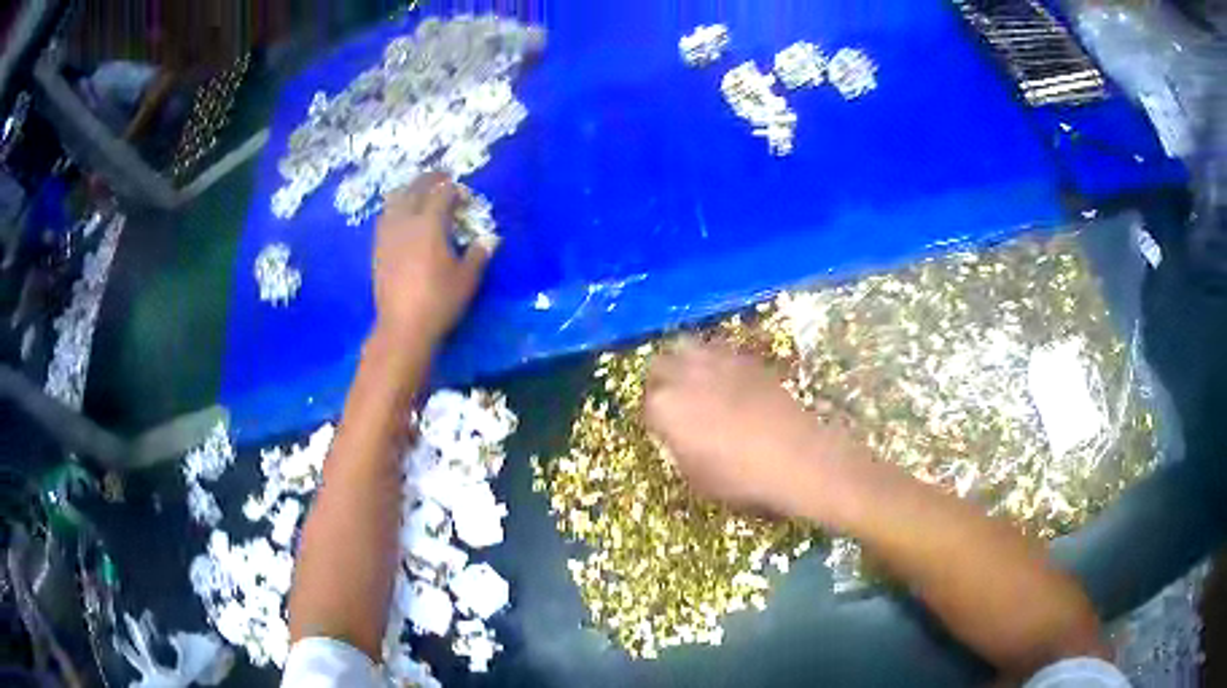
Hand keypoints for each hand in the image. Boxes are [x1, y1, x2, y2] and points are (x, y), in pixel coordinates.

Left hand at [373, 173, 490, 342]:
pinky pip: (385, 218)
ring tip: (418, 193)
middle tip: (442, 178)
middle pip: (415, 189)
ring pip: (395, 200)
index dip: (455, 190)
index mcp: (430, 223)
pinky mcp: (378, 249)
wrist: (402, 327)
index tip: (465, 196)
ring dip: (408, 191)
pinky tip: (401, 217)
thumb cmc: (439, 301)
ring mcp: (388, 235)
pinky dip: (395, 209)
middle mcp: (406, 222)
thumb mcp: (467, 279)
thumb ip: (479, 254)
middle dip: (430, 180)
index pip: (442, 193)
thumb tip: (490, 238)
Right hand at [644, 341, 862, 517]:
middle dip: (662, 379)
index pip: (646, 403)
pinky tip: (727, 378)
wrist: (795, 457)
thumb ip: (679, 450)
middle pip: (661, 364)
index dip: (654, 416)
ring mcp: (718, 362)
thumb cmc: (740, 477)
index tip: (663, 427)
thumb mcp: (696, 477)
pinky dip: (716, 360)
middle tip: (673, 398)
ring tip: (696, 380)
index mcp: (665, 407)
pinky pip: (720, 350)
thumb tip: (679, 437)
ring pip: (688, 346)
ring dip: (686, 361)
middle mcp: (685, 375)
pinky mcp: (747, 358)